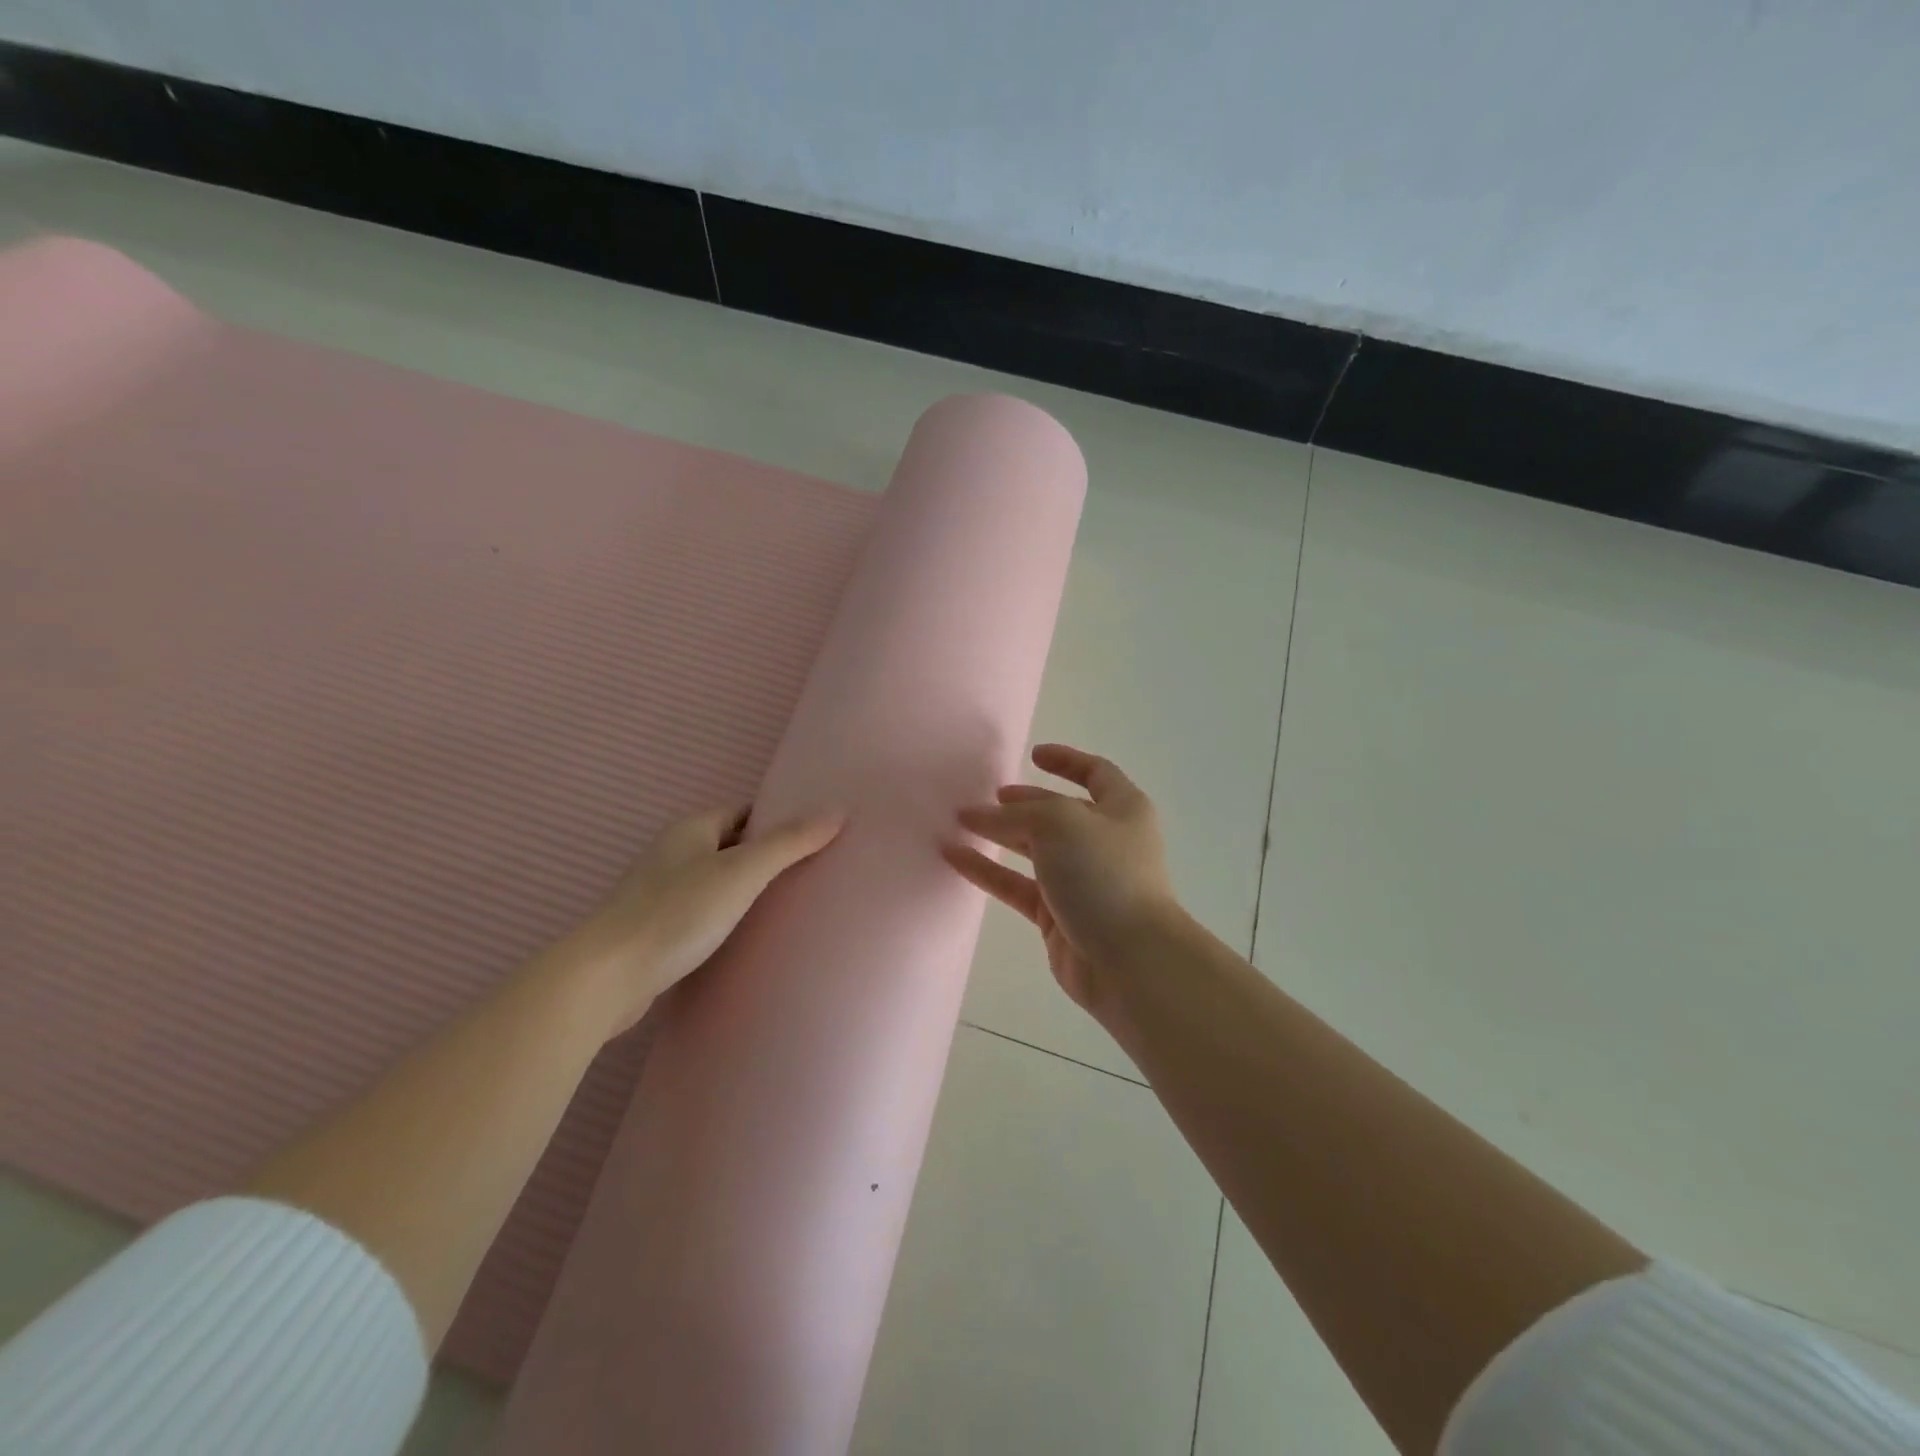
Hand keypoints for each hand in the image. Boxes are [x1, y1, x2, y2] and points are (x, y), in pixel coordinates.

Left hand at [549, 805, 844, 1037]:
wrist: (608, 977)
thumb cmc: (679, 912)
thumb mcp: (743, 872)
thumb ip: (790, 842)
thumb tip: (837, 810)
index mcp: (691, 829)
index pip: (744, 813)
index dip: (778, 821)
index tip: (813, 838)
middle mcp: (673, 853)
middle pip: (731, 846)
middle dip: (765, 857)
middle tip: (809, 874)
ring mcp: (659, 893)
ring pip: (715, 882)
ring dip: (744, 891)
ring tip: (786, 908)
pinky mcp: (654, 930)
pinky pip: (701, 913)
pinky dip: (724, 918)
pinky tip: (745, 938)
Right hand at [943, 744, 1177, 1013]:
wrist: (1130, 960)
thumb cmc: (1104, 874)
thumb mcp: (1060, 823)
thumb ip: (1016, 813)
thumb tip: (976, 815)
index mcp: (1122, 809)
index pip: (1096, 773)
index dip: (1067, 761)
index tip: (1033, 754)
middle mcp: (1104, 841)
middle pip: (1057, 812)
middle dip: (1022, 803)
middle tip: (984, 798)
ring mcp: (1082, 880)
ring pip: (1034, 850)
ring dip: (999, 836)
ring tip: (960, 824)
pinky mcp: (1059, 915)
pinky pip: (1018, 885)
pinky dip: (989, 871)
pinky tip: (955, 858)